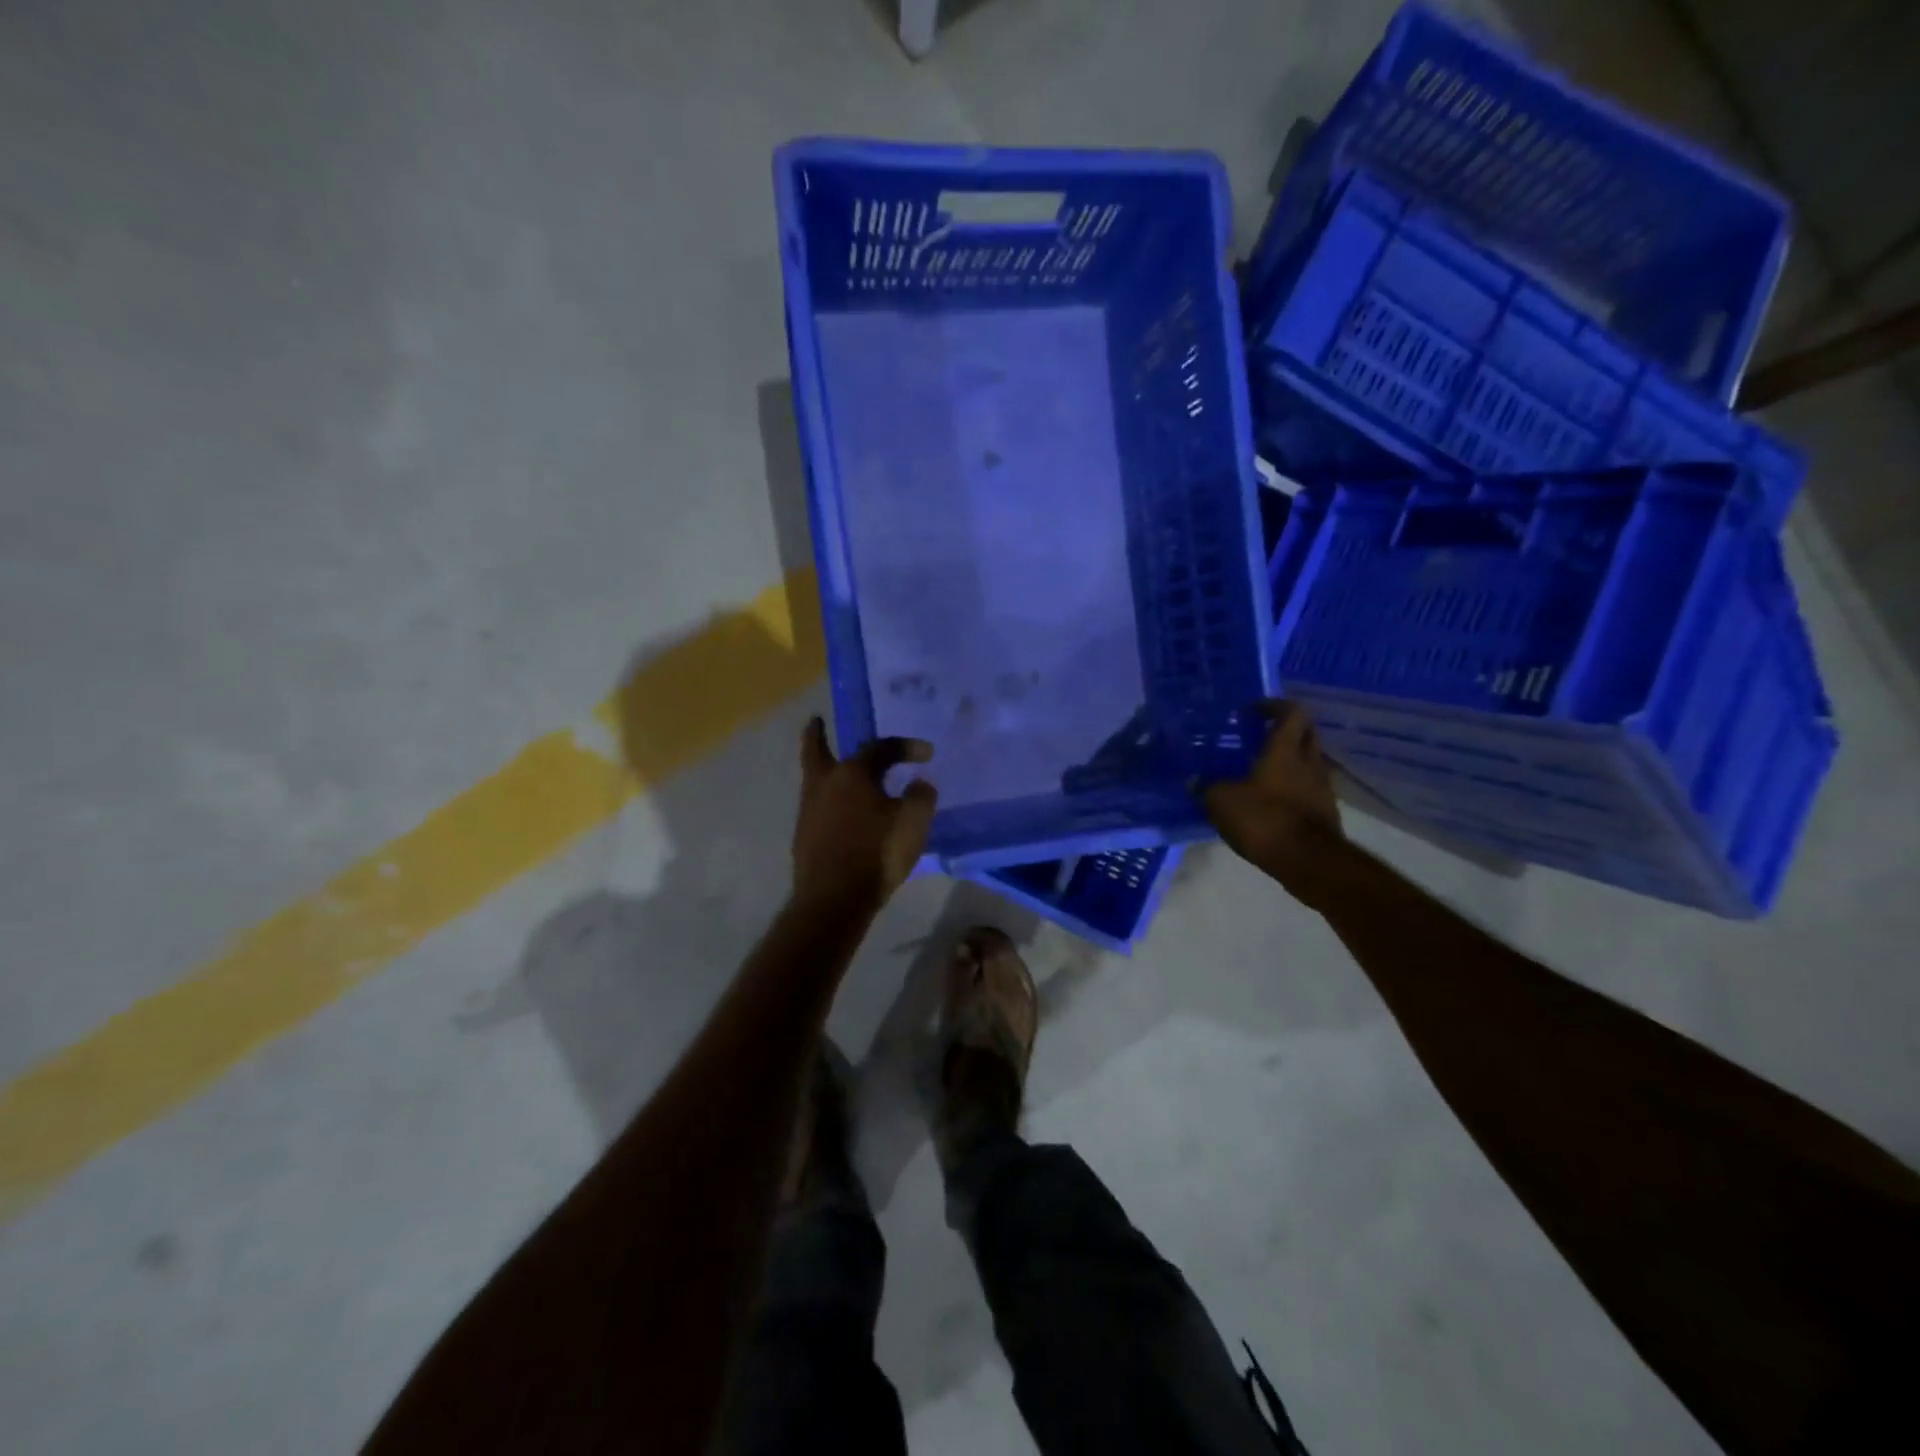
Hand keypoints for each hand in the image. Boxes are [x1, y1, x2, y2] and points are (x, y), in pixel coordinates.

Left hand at [792, 717, 938, 911]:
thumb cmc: (877, 852)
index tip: (928, 754)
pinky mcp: (805, 838)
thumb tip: (919, 783)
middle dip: (817, 736)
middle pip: (817, 752)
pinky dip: (830, 801)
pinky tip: (843, 812)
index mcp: (852, 773)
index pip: (880, 748)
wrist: (834, 898)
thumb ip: (920, 796)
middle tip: (815, 722)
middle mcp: (824, 785)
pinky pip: (818, 808)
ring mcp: (809, 812)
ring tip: (839, 771)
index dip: (906, 747)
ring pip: (816, 780)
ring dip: (825, 770)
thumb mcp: (913, 821)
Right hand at [1201, 700, 1346, 906]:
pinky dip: (1294, 786)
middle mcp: (1309, 762)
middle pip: (1306, 733)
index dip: (1274, 706)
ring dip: (1290, 759)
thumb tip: (1193, 781)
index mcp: (1285, 750)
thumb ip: (1207, 788)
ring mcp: (1322, 787)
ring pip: (1309, 761)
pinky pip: (1309, 787)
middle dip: (1285, 729)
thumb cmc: (1265, 820)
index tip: (1253, 710)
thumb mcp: (1222, 803)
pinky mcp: (1325, 811)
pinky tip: (1272, 799)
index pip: (1291, 712)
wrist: (1310, 862)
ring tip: (1261, 769)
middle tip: (1260, 735)